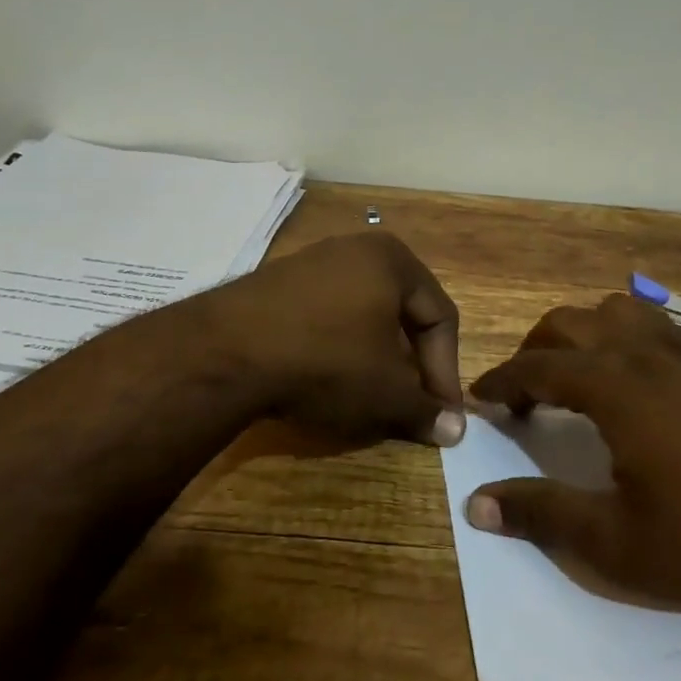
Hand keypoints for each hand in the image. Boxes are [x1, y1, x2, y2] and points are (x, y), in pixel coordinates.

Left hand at [206, 231, 465, 447]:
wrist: (225, 351)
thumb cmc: (326, 361)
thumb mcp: (385, 392)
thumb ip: (425, 410)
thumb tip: (455, 431)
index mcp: (394, 260)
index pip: (440, 317)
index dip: (447, 371)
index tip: (441, 413)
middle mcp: (357, 249)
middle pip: (402, 312)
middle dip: (411, 362)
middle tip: (411, 402)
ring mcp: (313, 261)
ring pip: (364, 314)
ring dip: (375, 356)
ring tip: (371, 394)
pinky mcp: (279, 282)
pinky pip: (327, 314)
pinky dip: (338, 346)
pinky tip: (327, 377)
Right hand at [466, 294, 680, 614]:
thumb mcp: (620, 543)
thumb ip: (543, 516)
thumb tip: (476, 504)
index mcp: (613, 384)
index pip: (535, 366)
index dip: (501, 382)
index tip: (480, 399)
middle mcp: (643, 350)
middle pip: (568, 323)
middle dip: (534, 350)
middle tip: (523, 391)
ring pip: (615, 311)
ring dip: (582, 333)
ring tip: (579, 374)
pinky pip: (654, 325)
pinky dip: (625, 338)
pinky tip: (640, 381)